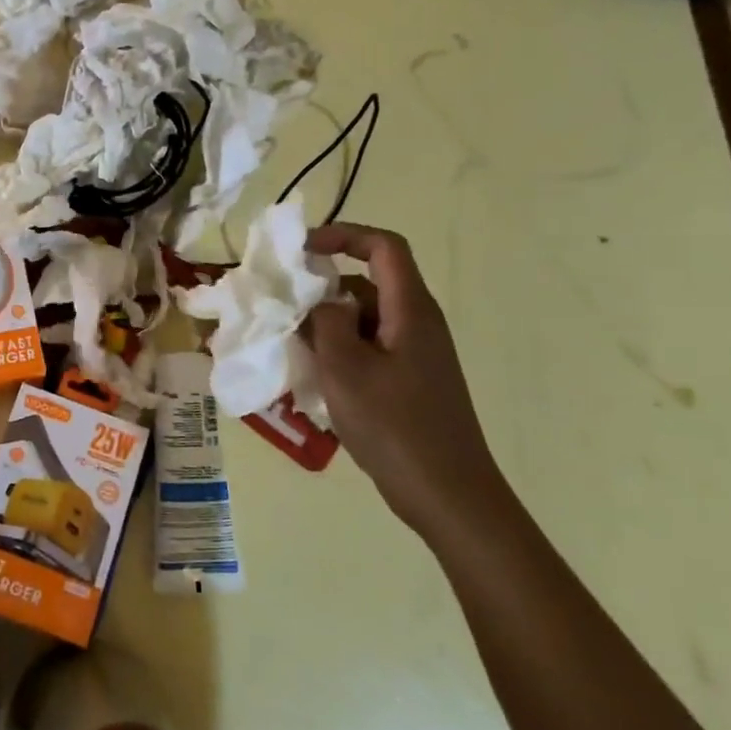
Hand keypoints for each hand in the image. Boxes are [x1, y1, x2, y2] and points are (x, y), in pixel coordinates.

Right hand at [303, 224, 511, 538]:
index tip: (302, 251)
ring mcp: (414, 354)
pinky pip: (368, 347)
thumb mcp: (345, 369)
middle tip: (283, 309)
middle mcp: (417, 323)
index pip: (384, 247)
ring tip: (292, 347)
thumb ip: (325, 323)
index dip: (344, 235)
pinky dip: (339, 351)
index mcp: (410, 310)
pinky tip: (314, 377)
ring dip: (326, 324)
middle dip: (323, 289)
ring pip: (363, 318)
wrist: (447, 494)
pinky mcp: (408, 380)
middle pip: (368, 283)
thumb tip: (319, 302)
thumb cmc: (395, 426)